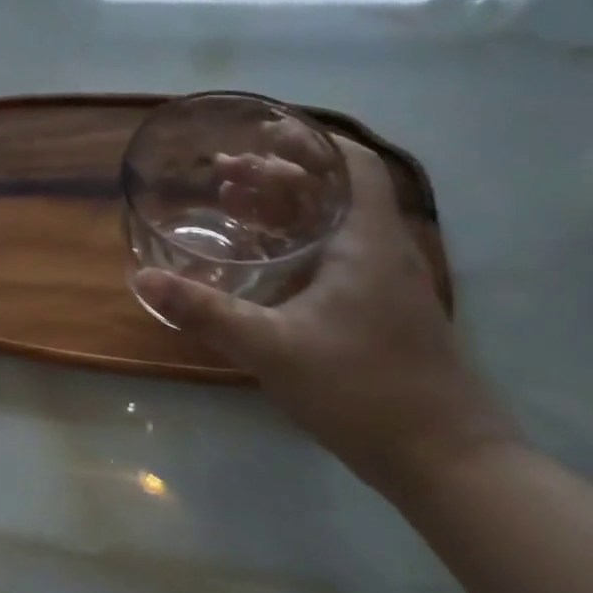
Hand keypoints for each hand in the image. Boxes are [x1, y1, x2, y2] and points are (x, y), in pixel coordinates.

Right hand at [135, 139, 515, 494]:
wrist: (448, 462)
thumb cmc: (363, 390)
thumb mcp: (271, 347)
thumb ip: (205, 311)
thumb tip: (143, 279)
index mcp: (367, 243)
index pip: (351, 165)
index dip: (310, 141)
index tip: (262, 131)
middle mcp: (383, 252)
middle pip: (334, 191)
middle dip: (279, 174)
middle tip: (224, 172)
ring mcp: (385, 285)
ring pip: (333, 225)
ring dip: (285, 208)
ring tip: (232, 205)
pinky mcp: (380, 312)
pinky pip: (334, 257)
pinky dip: (295, 243)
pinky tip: (261, 262)